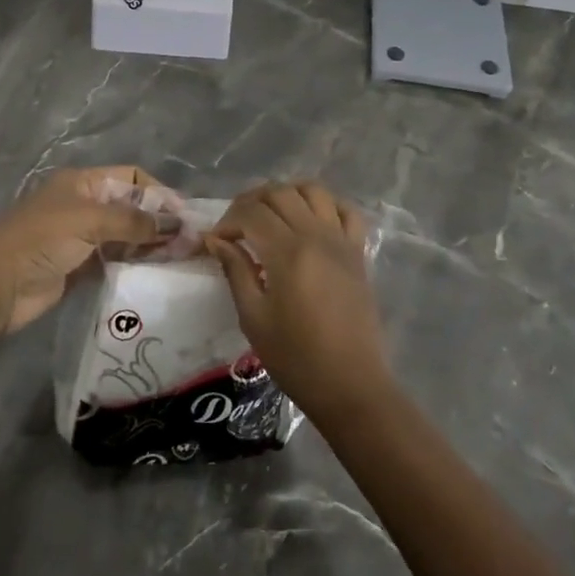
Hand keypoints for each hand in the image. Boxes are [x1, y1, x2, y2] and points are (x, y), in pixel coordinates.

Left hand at [0, 166, 180, 338]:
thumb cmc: (40, 240)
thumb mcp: (88, 220)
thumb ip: (132, 221)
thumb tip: (175, 224)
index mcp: (82, 182)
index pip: (131, 178)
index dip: (159, 193)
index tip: (184, 216)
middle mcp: (84, 205)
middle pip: (131, 207)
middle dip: (159, 221)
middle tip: (189, 243)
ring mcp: (82, 237)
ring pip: (126, 235)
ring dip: (150, 244)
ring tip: (180, 258)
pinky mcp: (80, 267)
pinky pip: (116, 260)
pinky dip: (135, 263)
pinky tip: (156, 272)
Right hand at [206, 182, 393, 427]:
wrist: (350, 385)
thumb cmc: (295, 357)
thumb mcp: (253, 317)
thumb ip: (236, 270)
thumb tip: (216, 240)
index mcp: (287, 253)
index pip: (250, 213)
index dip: (227, 221)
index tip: (216, 242)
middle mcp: (316, 236)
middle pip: (279, 193)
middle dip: (250, 202)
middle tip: (237, 227)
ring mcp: (341, 240)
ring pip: (313, 190)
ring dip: (286, 194)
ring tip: (270, 216)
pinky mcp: (358, 252)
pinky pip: (346, 210)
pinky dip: (326, 204)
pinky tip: (310, 220)